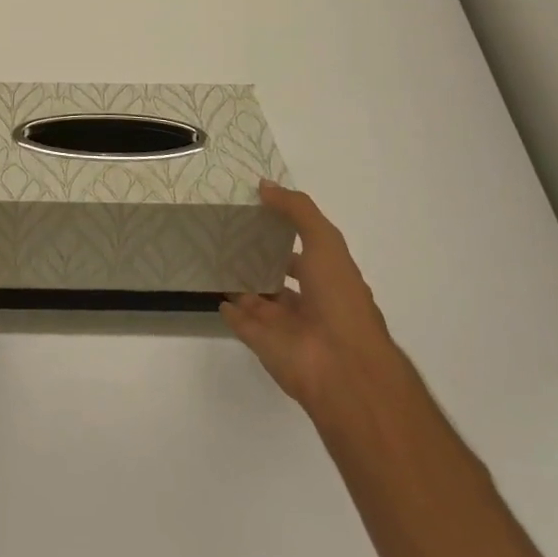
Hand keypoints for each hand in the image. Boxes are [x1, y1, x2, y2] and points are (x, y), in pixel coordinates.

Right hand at [221, 182, 402, 418]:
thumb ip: (297, 211)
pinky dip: (229, 311)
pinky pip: (242, 323)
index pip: (305, 252)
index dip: (285, 232)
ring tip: (214, 258)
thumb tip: (264, 186)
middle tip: (228, 234)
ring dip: (242, 284)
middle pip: (279, 277)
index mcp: (330, 280)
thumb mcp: (325, 243)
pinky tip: (214, 294)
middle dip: (259, 259)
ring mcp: (286, 327)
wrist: (343, 370)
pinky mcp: (264, 345)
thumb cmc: (340, 301)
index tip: (256, 212)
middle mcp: (310, 303)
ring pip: (259, 300)